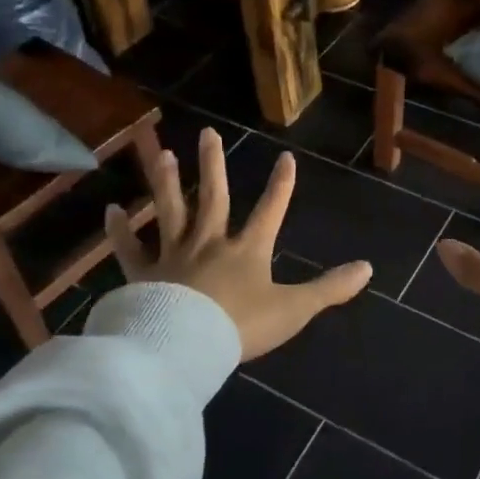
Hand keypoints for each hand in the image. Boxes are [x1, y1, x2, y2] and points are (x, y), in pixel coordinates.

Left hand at [104, 128, 371, 360]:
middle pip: (213, 197)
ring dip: (167, 182)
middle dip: (213, 165)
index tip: (286, 157)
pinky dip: (119, 231)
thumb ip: (329, 289)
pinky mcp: (143, 274)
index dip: (281, 185)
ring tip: (164, 154)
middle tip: (207, 132)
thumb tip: (368, 268)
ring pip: (170, 211)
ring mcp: (173, 255)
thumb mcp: (294, 309)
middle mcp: (209, 243)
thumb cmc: (241, 326)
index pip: (270, 210)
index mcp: (246, 250)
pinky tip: (110, 210)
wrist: (186, 346)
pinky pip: (130, 249)